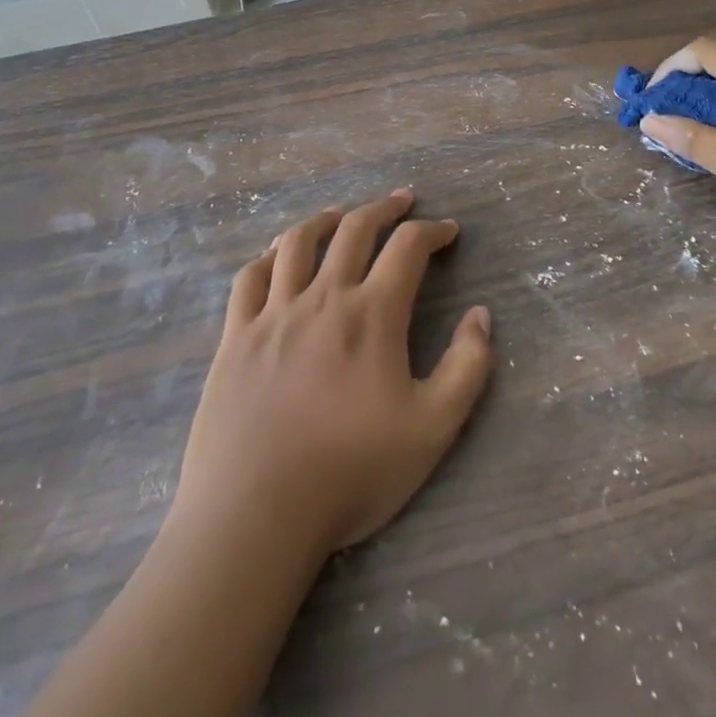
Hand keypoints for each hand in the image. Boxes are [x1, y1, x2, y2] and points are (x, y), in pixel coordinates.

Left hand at [170, 190, 494, 563]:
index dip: (433, 231)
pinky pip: (249, 279)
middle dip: (384, 208)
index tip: (449, 231)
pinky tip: (277, 256)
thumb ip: (468, 366)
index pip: (408, 248)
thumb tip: (481, 315)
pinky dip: (269, 256)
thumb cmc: (352, 472)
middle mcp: (322, 299)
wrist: (255, 515)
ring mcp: (272, 315)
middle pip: (354, 230)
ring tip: (341, 213)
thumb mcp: (433, 428)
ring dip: (325, 219)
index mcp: (372, 314)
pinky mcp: (234, 339)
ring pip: (297, 243)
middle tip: (403, 201)